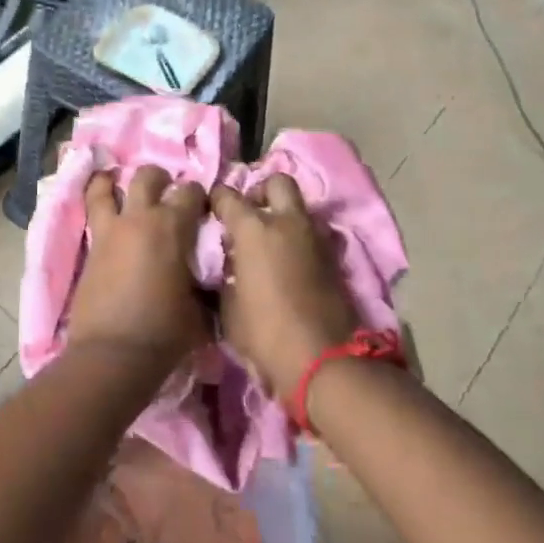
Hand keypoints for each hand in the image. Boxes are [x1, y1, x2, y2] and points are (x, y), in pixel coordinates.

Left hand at [68, 166, 210, 360]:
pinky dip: (98, 204)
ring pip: (105, 187)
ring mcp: (109, 231)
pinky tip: (103, 208)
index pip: (190, 192)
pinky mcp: (90, 248)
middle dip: (160, 179)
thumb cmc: (165, 332)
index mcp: (172, 227)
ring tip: (118, 184)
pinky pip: (92, 214)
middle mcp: (139, 219)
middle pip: (147, 177)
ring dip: (114, 182)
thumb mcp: (200, 308)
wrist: (113, 354)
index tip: (202, 207)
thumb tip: (204, 276)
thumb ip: (202, 283)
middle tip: (166, 192)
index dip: (198, 196)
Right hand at [211, 175, 359, 399]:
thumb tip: (225, 266)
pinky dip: (298, 239)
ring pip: (299, 208)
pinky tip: (286, 261)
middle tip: (248, 214)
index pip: (228, 195)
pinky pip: (312, 234)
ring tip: (267, 242)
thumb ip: (224, 276)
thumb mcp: (227, 307)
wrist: (323, 360)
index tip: (209, 212)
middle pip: (277, 182)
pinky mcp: (334, 258)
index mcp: (254, 229)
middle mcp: (288, 223)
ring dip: (283, 216)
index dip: (215, 200)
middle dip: (261, 192)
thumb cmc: (264, 333)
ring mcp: (316, 238)